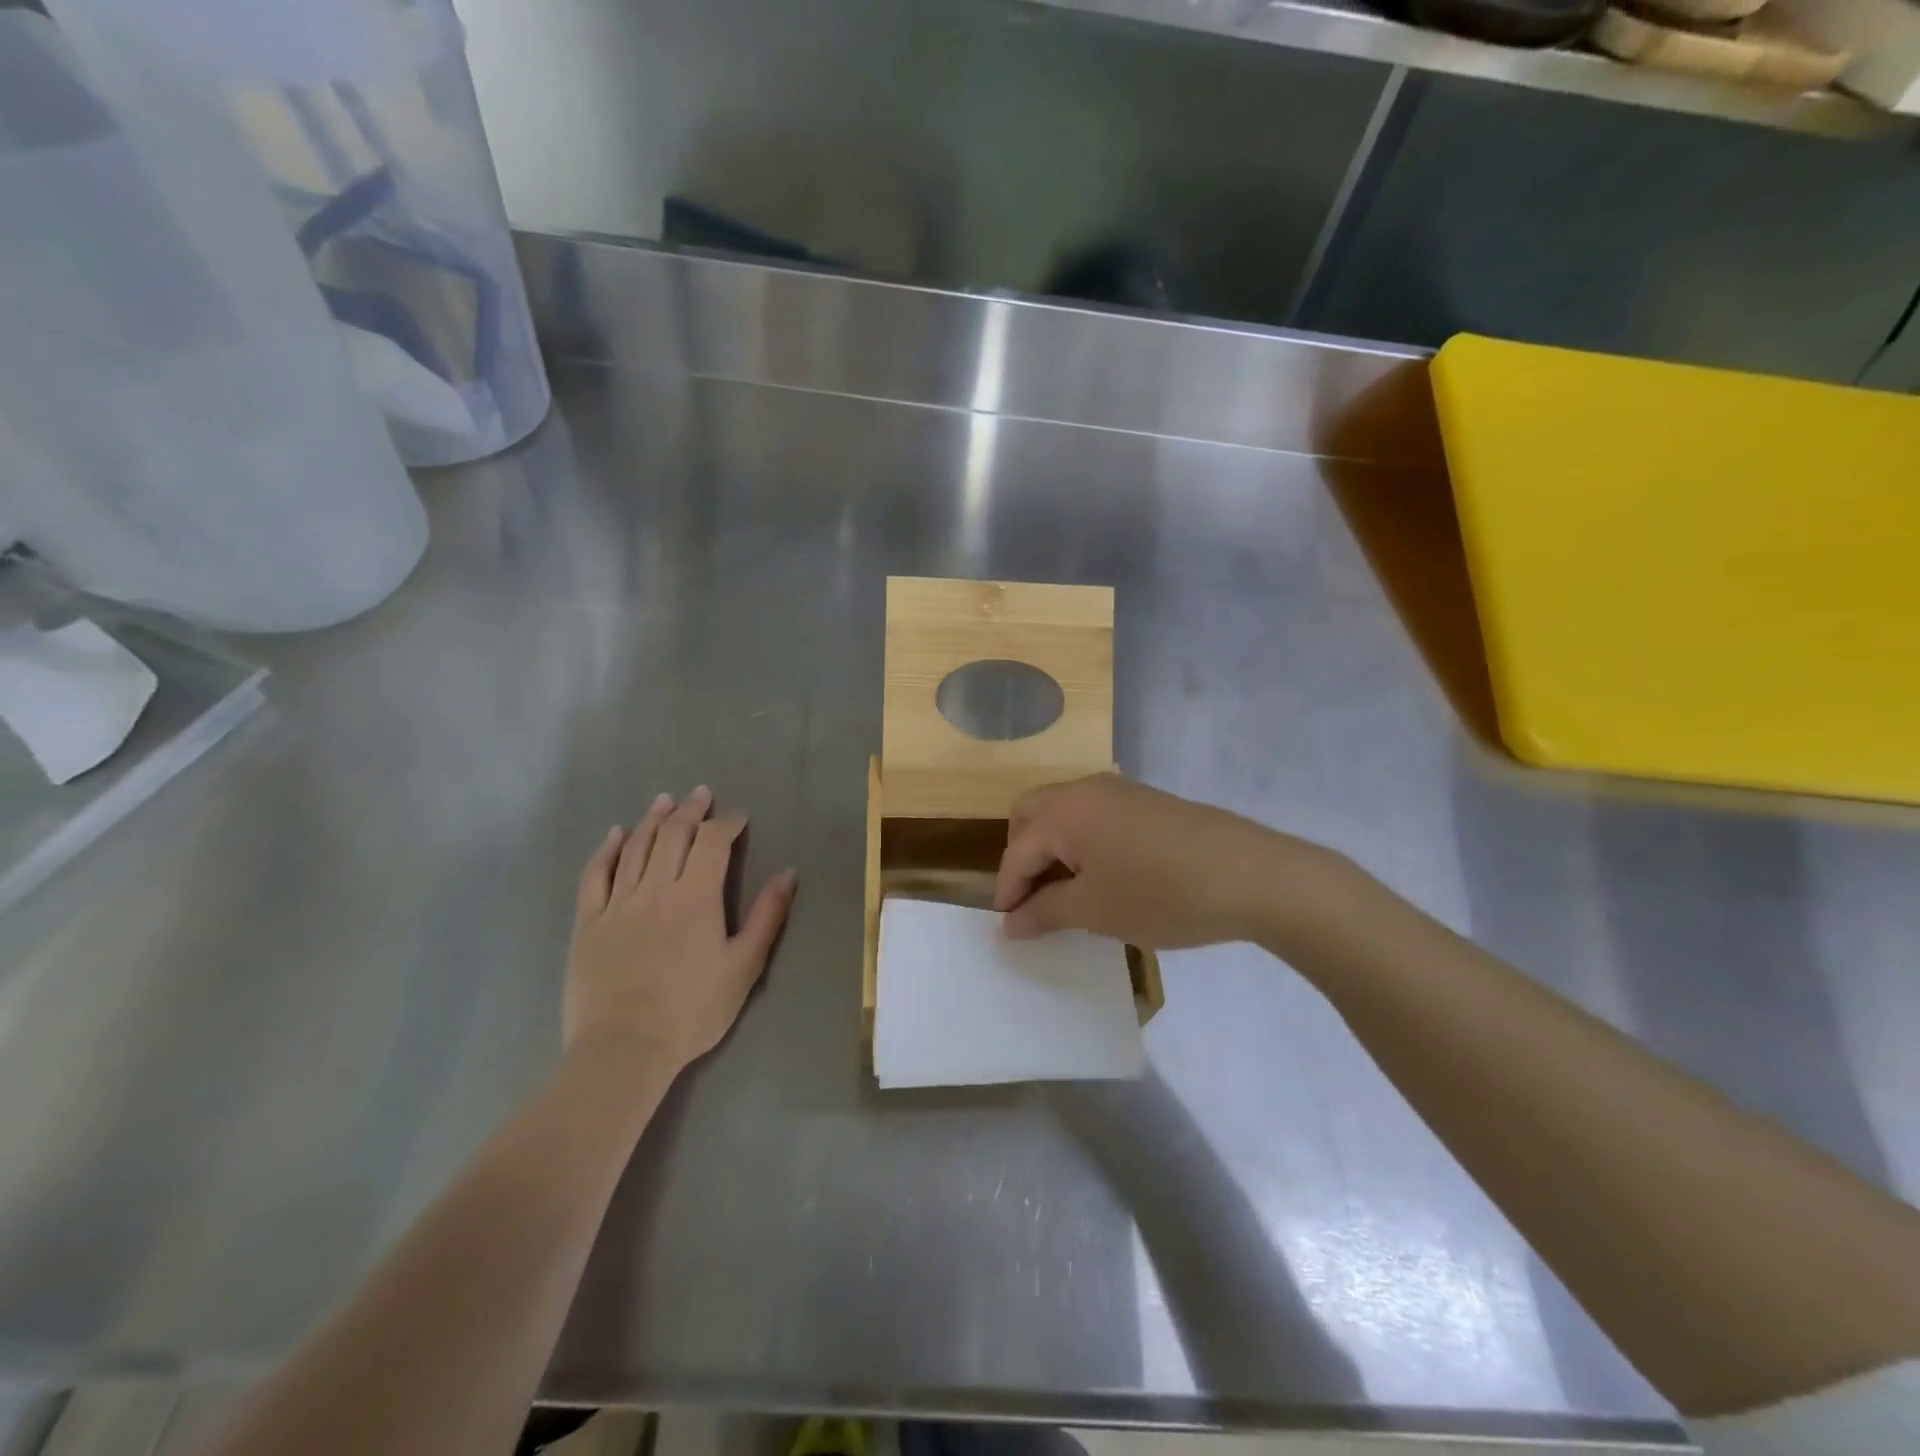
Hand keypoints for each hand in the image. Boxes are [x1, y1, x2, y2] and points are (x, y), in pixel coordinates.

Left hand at [567, 786, 796, 1075]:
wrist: (623, 1050)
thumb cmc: (692, 1011)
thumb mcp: (744, 967)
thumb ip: (767, 917)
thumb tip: (788, 873)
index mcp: (697, 897)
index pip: (713, 842)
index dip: (727, 823)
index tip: (738, 817)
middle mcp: (656, 888)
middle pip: (673, 835)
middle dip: (691, 811)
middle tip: (702, 794)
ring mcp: (618, 903)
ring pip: (636, 847)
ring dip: (653, 819)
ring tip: (665, 801)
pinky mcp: (589, 922)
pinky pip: (595, 875)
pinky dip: (606, 849)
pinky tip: (615, 834)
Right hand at [993, 774, 1331, 949]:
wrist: (1253, 875)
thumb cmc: (1162, 894)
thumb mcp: (1095, 911)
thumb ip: (1045, 911)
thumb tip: (1010, 921)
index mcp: (1065, 811)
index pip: (1017, 850)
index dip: (1007, 891)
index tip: (1009, 929)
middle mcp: (1085, 790)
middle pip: (1031, 815)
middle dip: (1023, 856)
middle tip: (1034, 900)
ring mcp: (1120, 792)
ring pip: (1064, 813)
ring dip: (1053, 849)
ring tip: (1068, 895)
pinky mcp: (1147, 803)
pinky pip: (1095, 817)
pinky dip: (1083, 844)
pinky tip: (1105, 878)